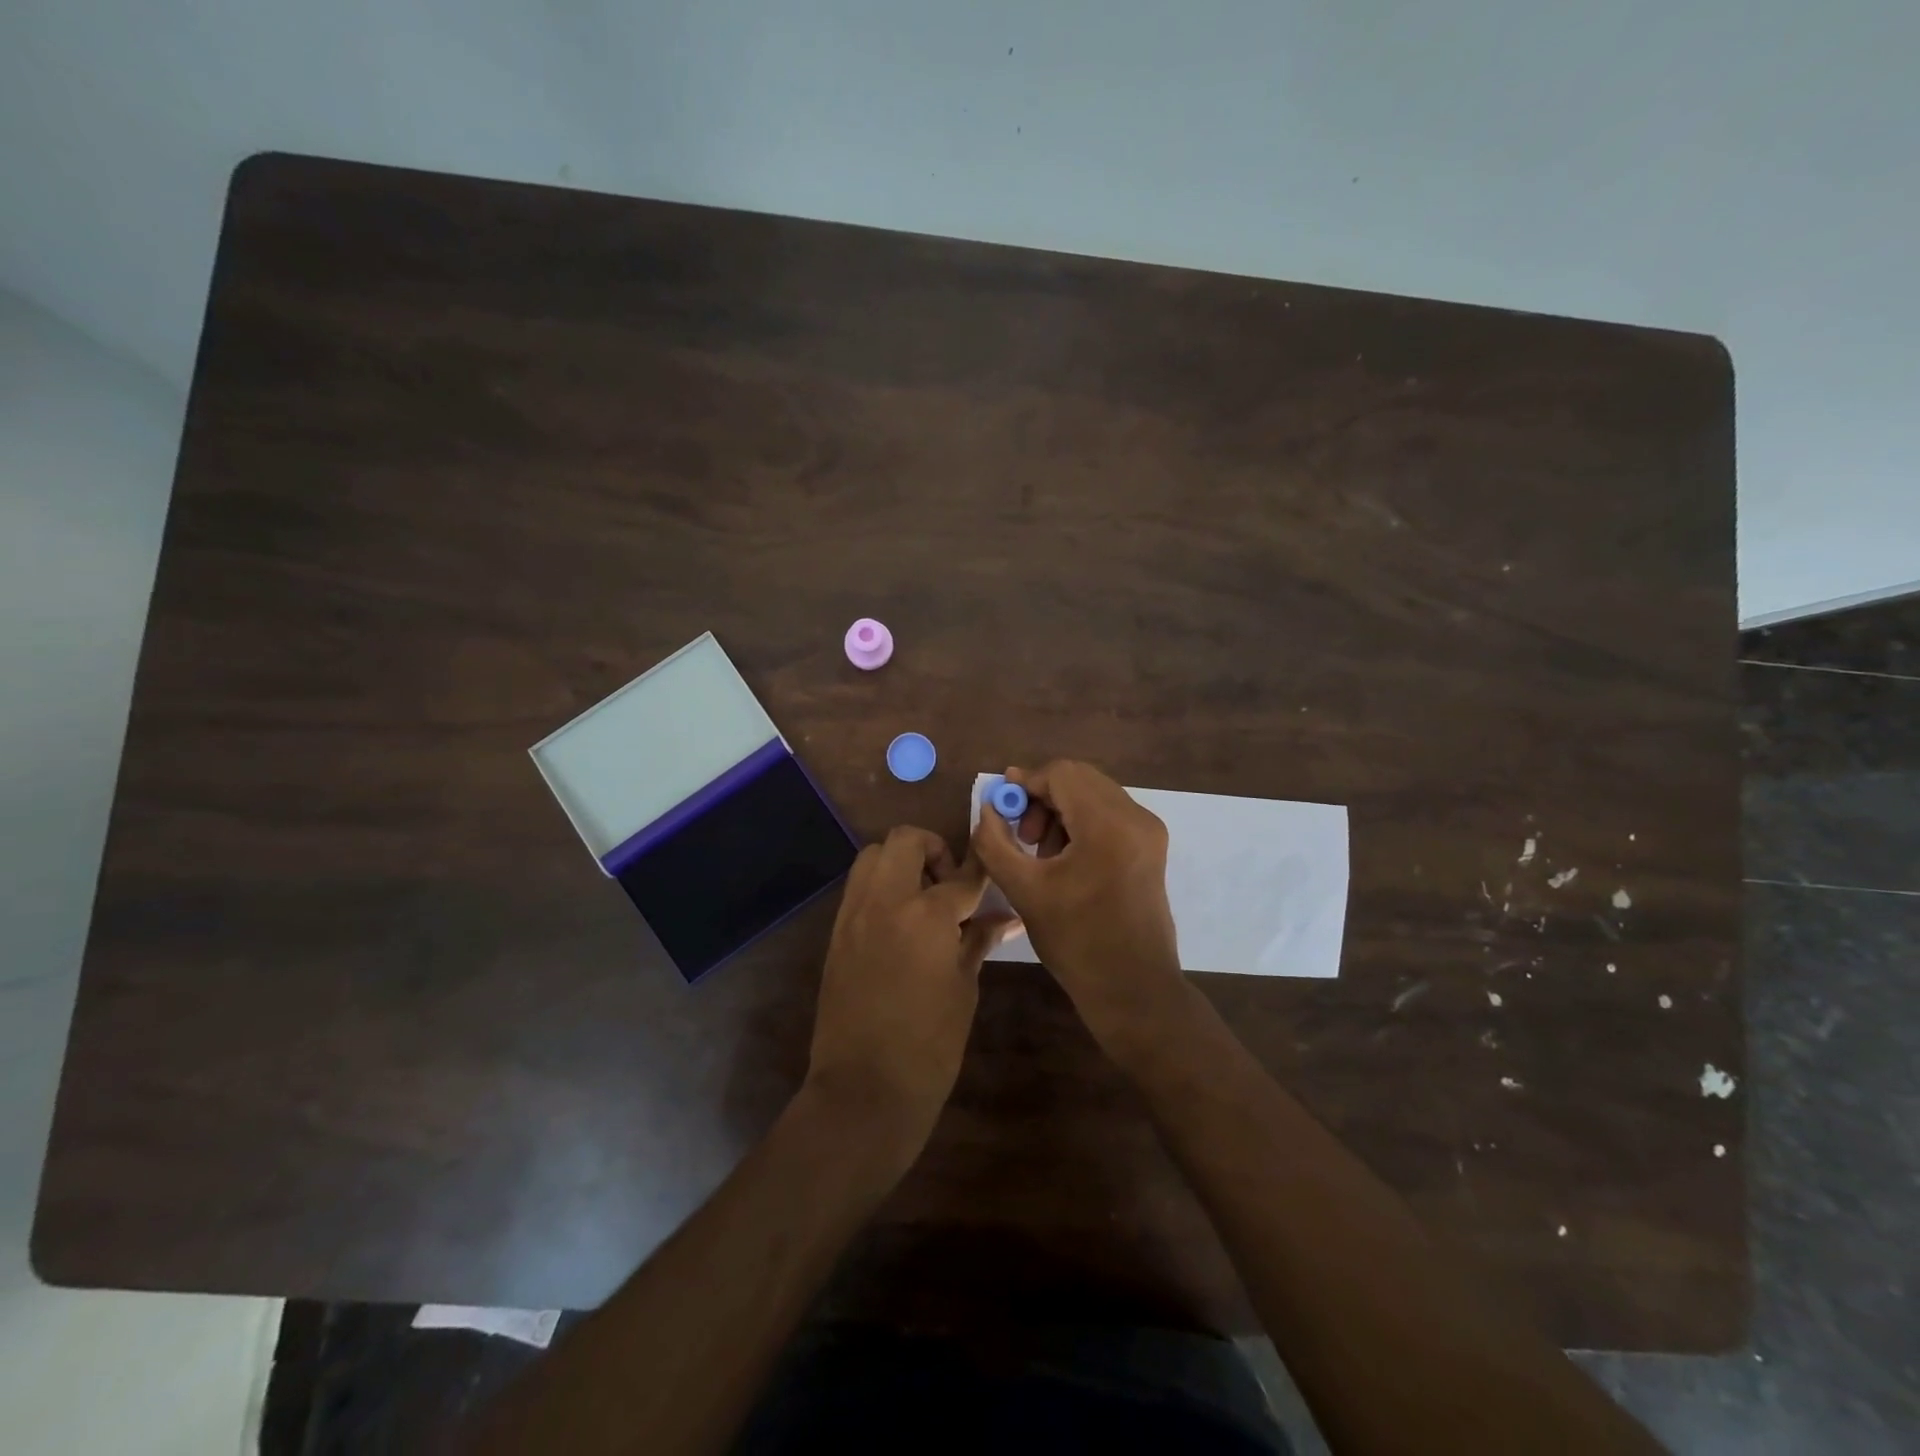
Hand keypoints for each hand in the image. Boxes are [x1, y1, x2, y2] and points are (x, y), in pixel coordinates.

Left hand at [804, 826, 1017, 1165]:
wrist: (863, 1089)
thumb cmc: (929, 1046)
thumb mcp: (963, 989)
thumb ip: (977, 941)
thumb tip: (1003, 917)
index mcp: (925, 916)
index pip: (961, 876)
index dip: (981, 869)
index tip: (993, 865)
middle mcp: (884, 901)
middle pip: (905, 840)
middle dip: (934, 849)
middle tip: (950, 884)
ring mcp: (853, 914)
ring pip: (873, 855)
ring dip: (901, 862)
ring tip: (923, 899)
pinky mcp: (836, 932)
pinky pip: (859, 888)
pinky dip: (881, 887)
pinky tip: (901, 922)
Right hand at [971, 761, 1189, 1062]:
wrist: (1133, 988)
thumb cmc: (1076, 942)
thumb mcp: (1024, 891)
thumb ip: (994, 842)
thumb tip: (988, 808)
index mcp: (1108, 825)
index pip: (1061, 774)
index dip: (1026, 783)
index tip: (1002, 805)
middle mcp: (1136, 817)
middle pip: (1080, 779)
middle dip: (1043, 797)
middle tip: (1021, 834)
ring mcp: (1148, 831)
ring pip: (1094, 794)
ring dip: (1061, 810)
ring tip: (1041, 852)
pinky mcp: (1151, 846)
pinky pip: (1109, 813)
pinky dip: (1081, 822)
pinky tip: (1065, 858)